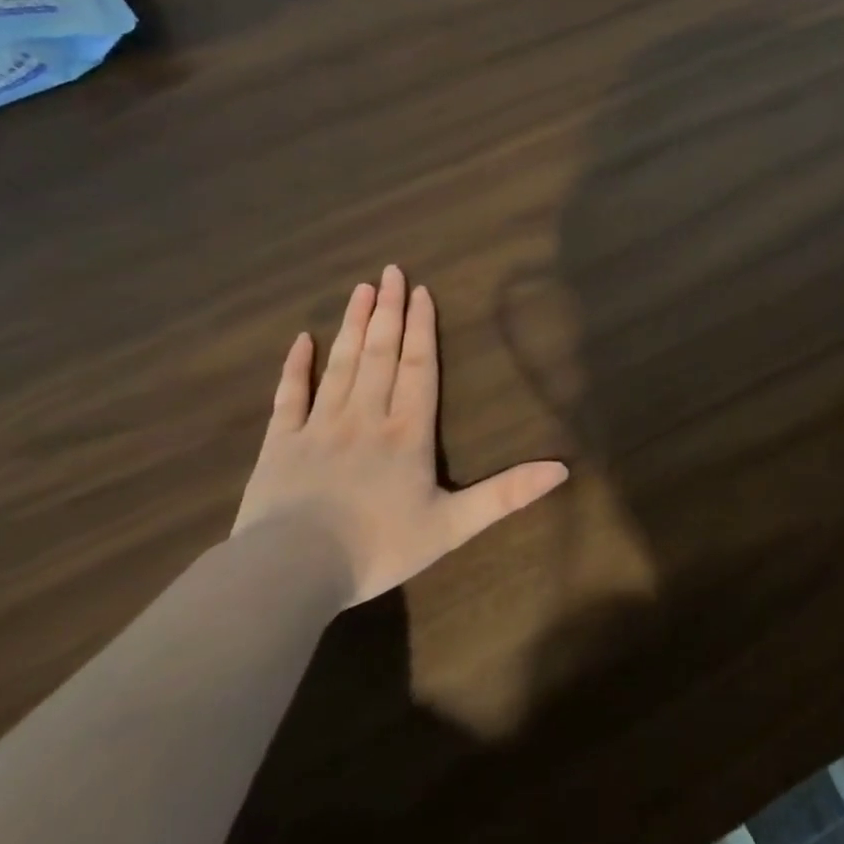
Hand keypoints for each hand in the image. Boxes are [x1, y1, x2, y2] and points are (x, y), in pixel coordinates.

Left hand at [232, 266, 569, 607]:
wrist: (291, 572)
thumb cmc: (378, 547)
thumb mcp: (453, 526)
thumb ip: (506, 494)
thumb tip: (563, 469)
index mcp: (406, 431)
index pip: (418, 367)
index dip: (421, 328)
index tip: (420, 291)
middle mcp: (365, 416)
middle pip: (380, 354)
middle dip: (388, 311)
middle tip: (390, 271)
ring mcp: (319, 426)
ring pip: (340, 364)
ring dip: (352, 325)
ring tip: (360, 289)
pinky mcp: (280, 443)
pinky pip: (288, 396)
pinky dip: (295, 366)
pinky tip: (301, 339)